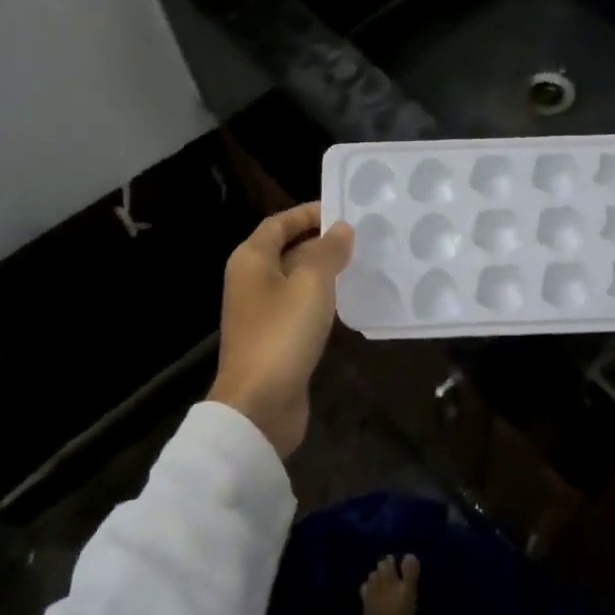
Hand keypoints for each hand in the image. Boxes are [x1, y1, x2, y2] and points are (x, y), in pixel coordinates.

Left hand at [209, 202, 354, 457]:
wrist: (259, 404)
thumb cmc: (282, 335)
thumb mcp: (311, 284)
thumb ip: (327, 252)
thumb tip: (341, 228)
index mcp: (251, 260)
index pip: (279, 223)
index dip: (308, 213)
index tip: (343, 210)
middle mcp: (252, 282)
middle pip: (287, 250)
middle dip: (321, 242)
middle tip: (362, 237)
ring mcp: (262, 313)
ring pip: (296, 280)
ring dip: (325, 271)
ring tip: (363, 263)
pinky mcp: (276, 339)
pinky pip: (301, 308)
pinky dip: (322, 299)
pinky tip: (349, 301)